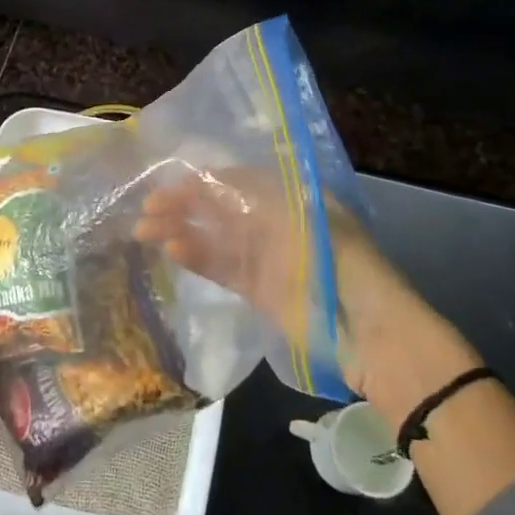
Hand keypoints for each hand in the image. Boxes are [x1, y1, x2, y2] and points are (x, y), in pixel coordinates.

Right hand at [133, 168, 467, 405]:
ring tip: (144, 231)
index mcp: (291, 198)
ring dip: (180, 230)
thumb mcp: (304, 220)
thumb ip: (257, 200)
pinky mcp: (258, 290)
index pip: (237, 182)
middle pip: (221, 207)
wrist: (370, 333)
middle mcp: (274, 222)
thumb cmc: (342, 264)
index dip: (202, 182)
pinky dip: (196, 259)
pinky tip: (171, 251)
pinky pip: (221, 268)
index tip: (169, 185)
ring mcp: (265, 257)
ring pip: (214, 237)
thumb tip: (211, 181)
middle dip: (183, 205)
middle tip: (146, 210)